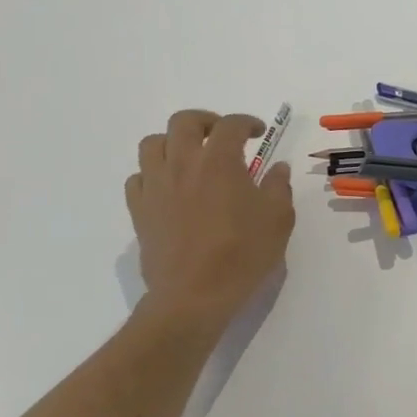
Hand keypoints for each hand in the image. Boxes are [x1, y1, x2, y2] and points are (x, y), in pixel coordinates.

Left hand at [126, 110, 295, 336]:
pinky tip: (169, 188)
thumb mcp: (278, 219)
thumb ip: (279, 187)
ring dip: (174, 142)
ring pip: (153, 144)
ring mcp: (156, 186)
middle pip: (184, 122)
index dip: (247, 123)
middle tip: (222, 136)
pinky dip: (153, 173)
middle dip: (206, 121)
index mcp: (219, 162)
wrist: (194, 295)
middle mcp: (183, 164)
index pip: (231, 125)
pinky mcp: (139, 210)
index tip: (258, 133)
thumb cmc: (243, 254)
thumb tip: (277, 168)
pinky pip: (138, 177)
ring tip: (191, 158)